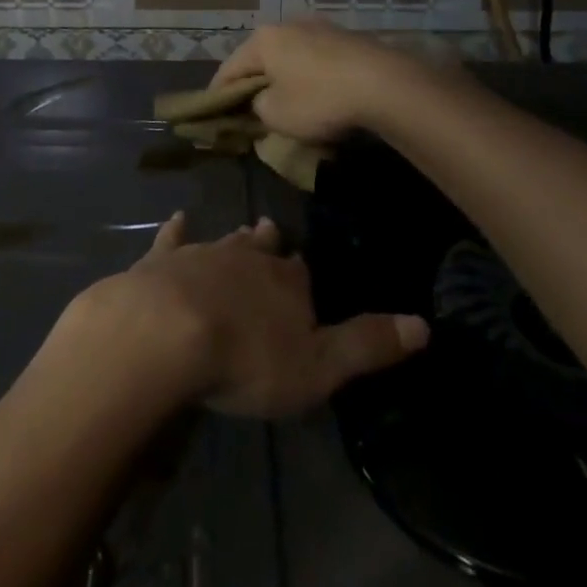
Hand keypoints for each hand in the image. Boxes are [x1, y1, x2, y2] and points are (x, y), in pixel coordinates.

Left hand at [58, 213, 427, 419]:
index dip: (304, 274)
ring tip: (246, 230)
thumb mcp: (319, 366)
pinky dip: (177, 231)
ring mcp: (201, 254)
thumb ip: (366, 344)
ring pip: (225, 241)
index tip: (305, 269)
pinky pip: (172, 239)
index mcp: (286, 283)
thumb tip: (424, 323)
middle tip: (273, 233)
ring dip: (236, 239)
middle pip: (263, 249)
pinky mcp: (161, 260)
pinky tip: (178, 219)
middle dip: (270, 244)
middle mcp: (246, 257)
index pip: (302, 273)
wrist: (167, 331)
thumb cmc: (247, 357)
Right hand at [212, 19, 470, 143]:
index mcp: (263, 40)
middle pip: (260, 58)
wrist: (385, 85)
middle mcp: (287, 24)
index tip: (214, 112)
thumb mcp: (277, 115)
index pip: (229, 68)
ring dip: (284, 77)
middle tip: (251, 108)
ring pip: (290, 56)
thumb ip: (258, 107)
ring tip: (287, 101)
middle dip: (254, 83)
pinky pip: (317, 59)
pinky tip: (319, 94)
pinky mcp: (347, 38)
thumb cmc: (320, 99)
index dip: (219, 93)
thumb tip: (262, 101)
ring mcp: (320, 27)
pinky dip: (311, 76)